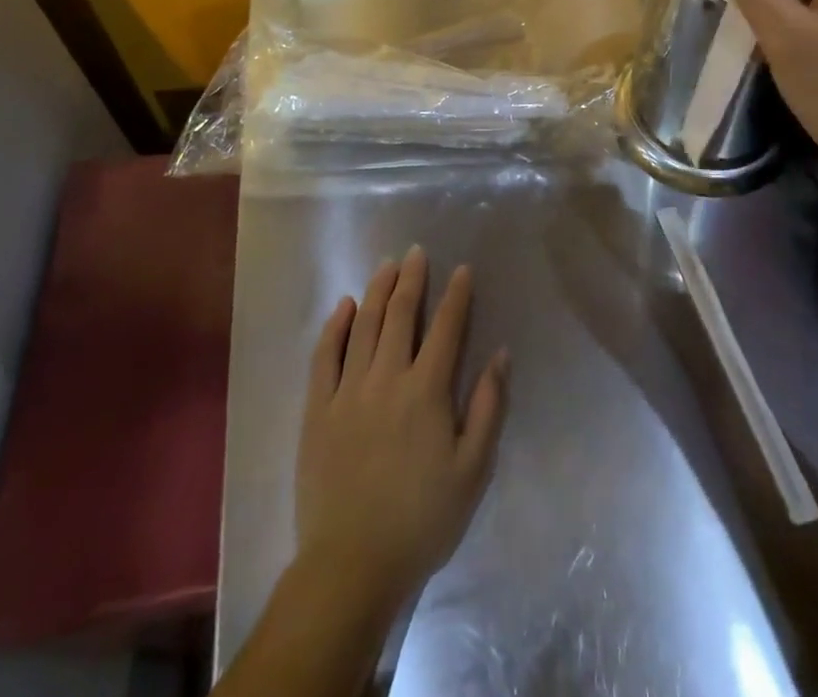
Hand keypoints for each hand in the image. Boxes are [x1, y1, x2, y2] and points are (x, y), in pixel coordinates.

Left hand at [296, 249, 508, 623]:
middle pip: (401, 315)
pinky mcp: (317, 409)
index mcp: (427, 391)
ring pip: (364, 325)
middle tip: (416, 252)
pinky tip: (344, 305)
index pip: (446, 328)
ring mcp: (347, 390)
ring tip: (386, 265)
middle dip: (412, 279)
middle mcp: (387, 378)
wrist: (352, 565)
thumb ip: (487, 407)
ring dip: (377, 290)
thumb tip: (500, 354)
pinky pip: (324, 356)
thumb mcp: (473, 470)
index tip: (462, 269)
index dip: (457, 295)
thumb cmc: (422, 519)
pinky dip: (335, 326)